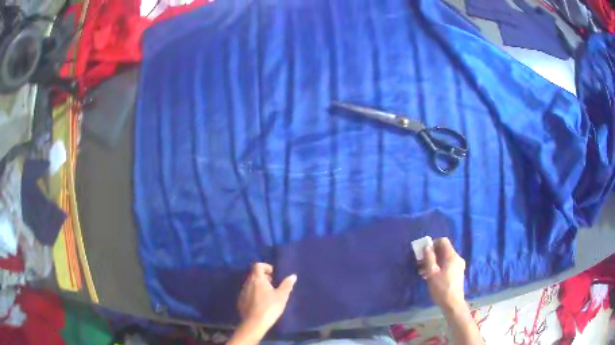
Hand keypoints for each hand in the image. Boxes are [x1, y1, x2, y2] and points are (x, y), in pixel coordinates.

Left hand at [237, 263, 296, 332]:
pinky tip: (260, 303)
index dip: (265, 267)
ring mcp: (242, 292)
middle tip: (273, 284)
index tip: (273, 273)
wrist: (255, 323)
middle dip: (263, 277)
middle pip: (254, 274)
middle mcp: (247, 283)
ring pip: (250, 284)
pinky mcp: (240, 301)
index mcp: (257, 279)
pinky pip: (247, 293)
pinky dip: (253, 294)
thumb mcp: (282, 296)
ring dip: (258, 286)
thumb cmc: (270, 307)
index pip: (257, 265)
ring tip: (268, 294)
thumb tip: (293, 276)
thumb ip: (287, 285)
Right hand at [419, 238, 465, 310]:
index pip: (443, 241)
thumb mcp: (432, 273)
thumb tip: (426, 246)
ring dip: (434, 262)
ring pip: (445, 258)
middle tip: (420, 263)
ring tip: (423, 272)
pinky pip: (447, 264)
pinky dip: (439, 267)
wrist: (453, 303)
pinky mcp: (457, 273)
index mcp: (452, 256)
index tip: (423, 252)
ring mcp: (458, 266)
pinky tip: (431, 276)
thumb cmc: (441, 288)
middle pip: (444, 250)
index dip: (432, 244)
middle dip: (431, 254)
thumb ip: (429, 258)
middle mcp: (457, 258)